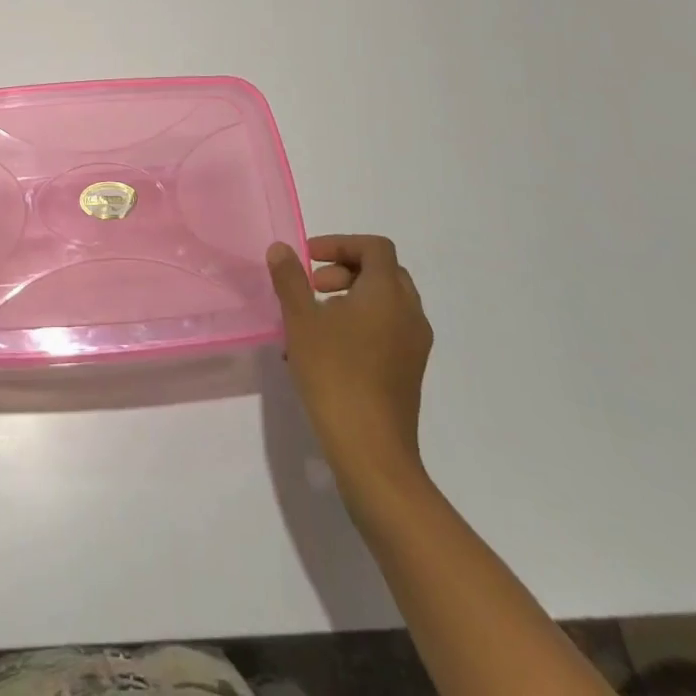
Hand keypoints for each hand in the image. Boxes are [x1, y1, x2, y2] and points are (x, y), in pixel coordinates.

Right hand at [268, 235, 432, 489]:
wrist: (371, 452)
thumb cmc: (335, 375)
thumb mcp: (301, 320)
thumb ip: (290, 279)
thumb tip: (281, 249)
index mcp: (388, 293)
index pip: (375, 247)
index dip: (340, 243)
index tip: (309, 258)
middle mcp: (409, 313)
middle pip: (383, 271)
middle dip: (346, 268)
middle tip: (313, 285)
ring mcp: (415, 345)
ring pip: (387, 302)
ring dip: (353, 296)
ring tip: (316, 318)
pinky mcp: (410, 371)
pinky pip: (389, 329)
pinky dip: (362, 322)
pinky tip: (328, 348)